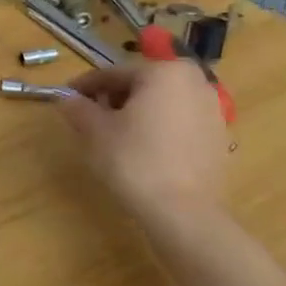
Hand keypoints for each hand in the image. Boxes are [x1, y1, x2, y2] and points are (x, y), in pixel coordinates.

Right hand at [59, 57, 228, 216]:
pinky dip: (158, 128)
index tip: (66, 97)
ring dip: (136, 113)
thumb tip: (66, 99)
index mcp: (165, 72)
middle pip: (141, 85)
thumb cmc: (134, 160)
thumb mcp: (95, 131)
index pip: (114, 73)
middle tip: (90, 118)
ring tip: (114, 135)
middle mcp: (195, 82)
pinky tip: (142, 150)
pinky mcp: (218, 138)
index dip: (85, 86)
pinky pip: (179, 123)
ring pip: (162, 103)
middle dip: (113, 98)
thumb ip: (78, 108)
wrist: (182, 212)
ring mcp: (212, 110)